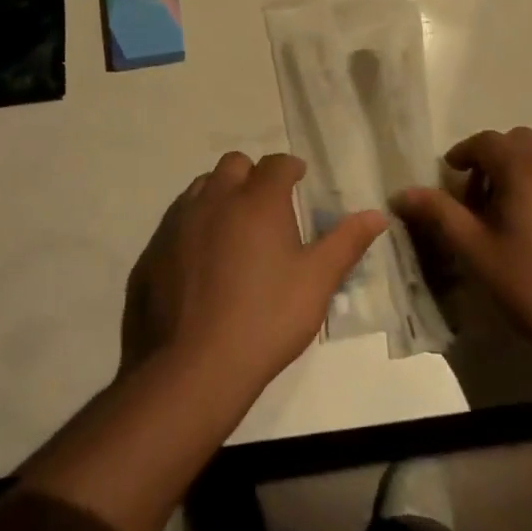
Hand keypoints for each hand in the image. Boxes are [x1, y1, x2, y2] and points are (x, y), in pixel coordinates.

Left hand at [122, 152, 387, 405]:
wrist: (192, 366)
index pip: (277, 164)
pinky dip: (193, 225)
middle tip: (267, 206)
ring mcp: (178, 222)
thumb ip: (346, 243)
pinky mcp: (153, 249)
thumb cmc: (265, 320)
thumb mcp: (316, 282)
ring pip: (201, 188)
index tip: (299, 179)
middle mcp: (214, 199)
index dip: (291, 168)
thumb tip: (377, 215)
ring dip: (220, 195)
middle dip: (253, 176)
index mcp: (257, 201)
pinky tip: (202, 260)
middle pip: (234, 165)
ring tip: (234, 229)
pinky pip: (176, 220)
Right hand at [395, 128, 531, 386]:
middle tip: (478, 197)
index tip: (451, 176)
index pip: (486, 141)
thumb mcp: (475, 250)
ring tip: (510, 211)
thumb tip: (403, 193)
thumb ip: (438, 213)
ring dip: (521, 168)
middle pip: (518, 141)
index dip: (463, 154)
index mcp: (525, 168)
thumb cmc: (531, 285)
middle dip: (493, 158)